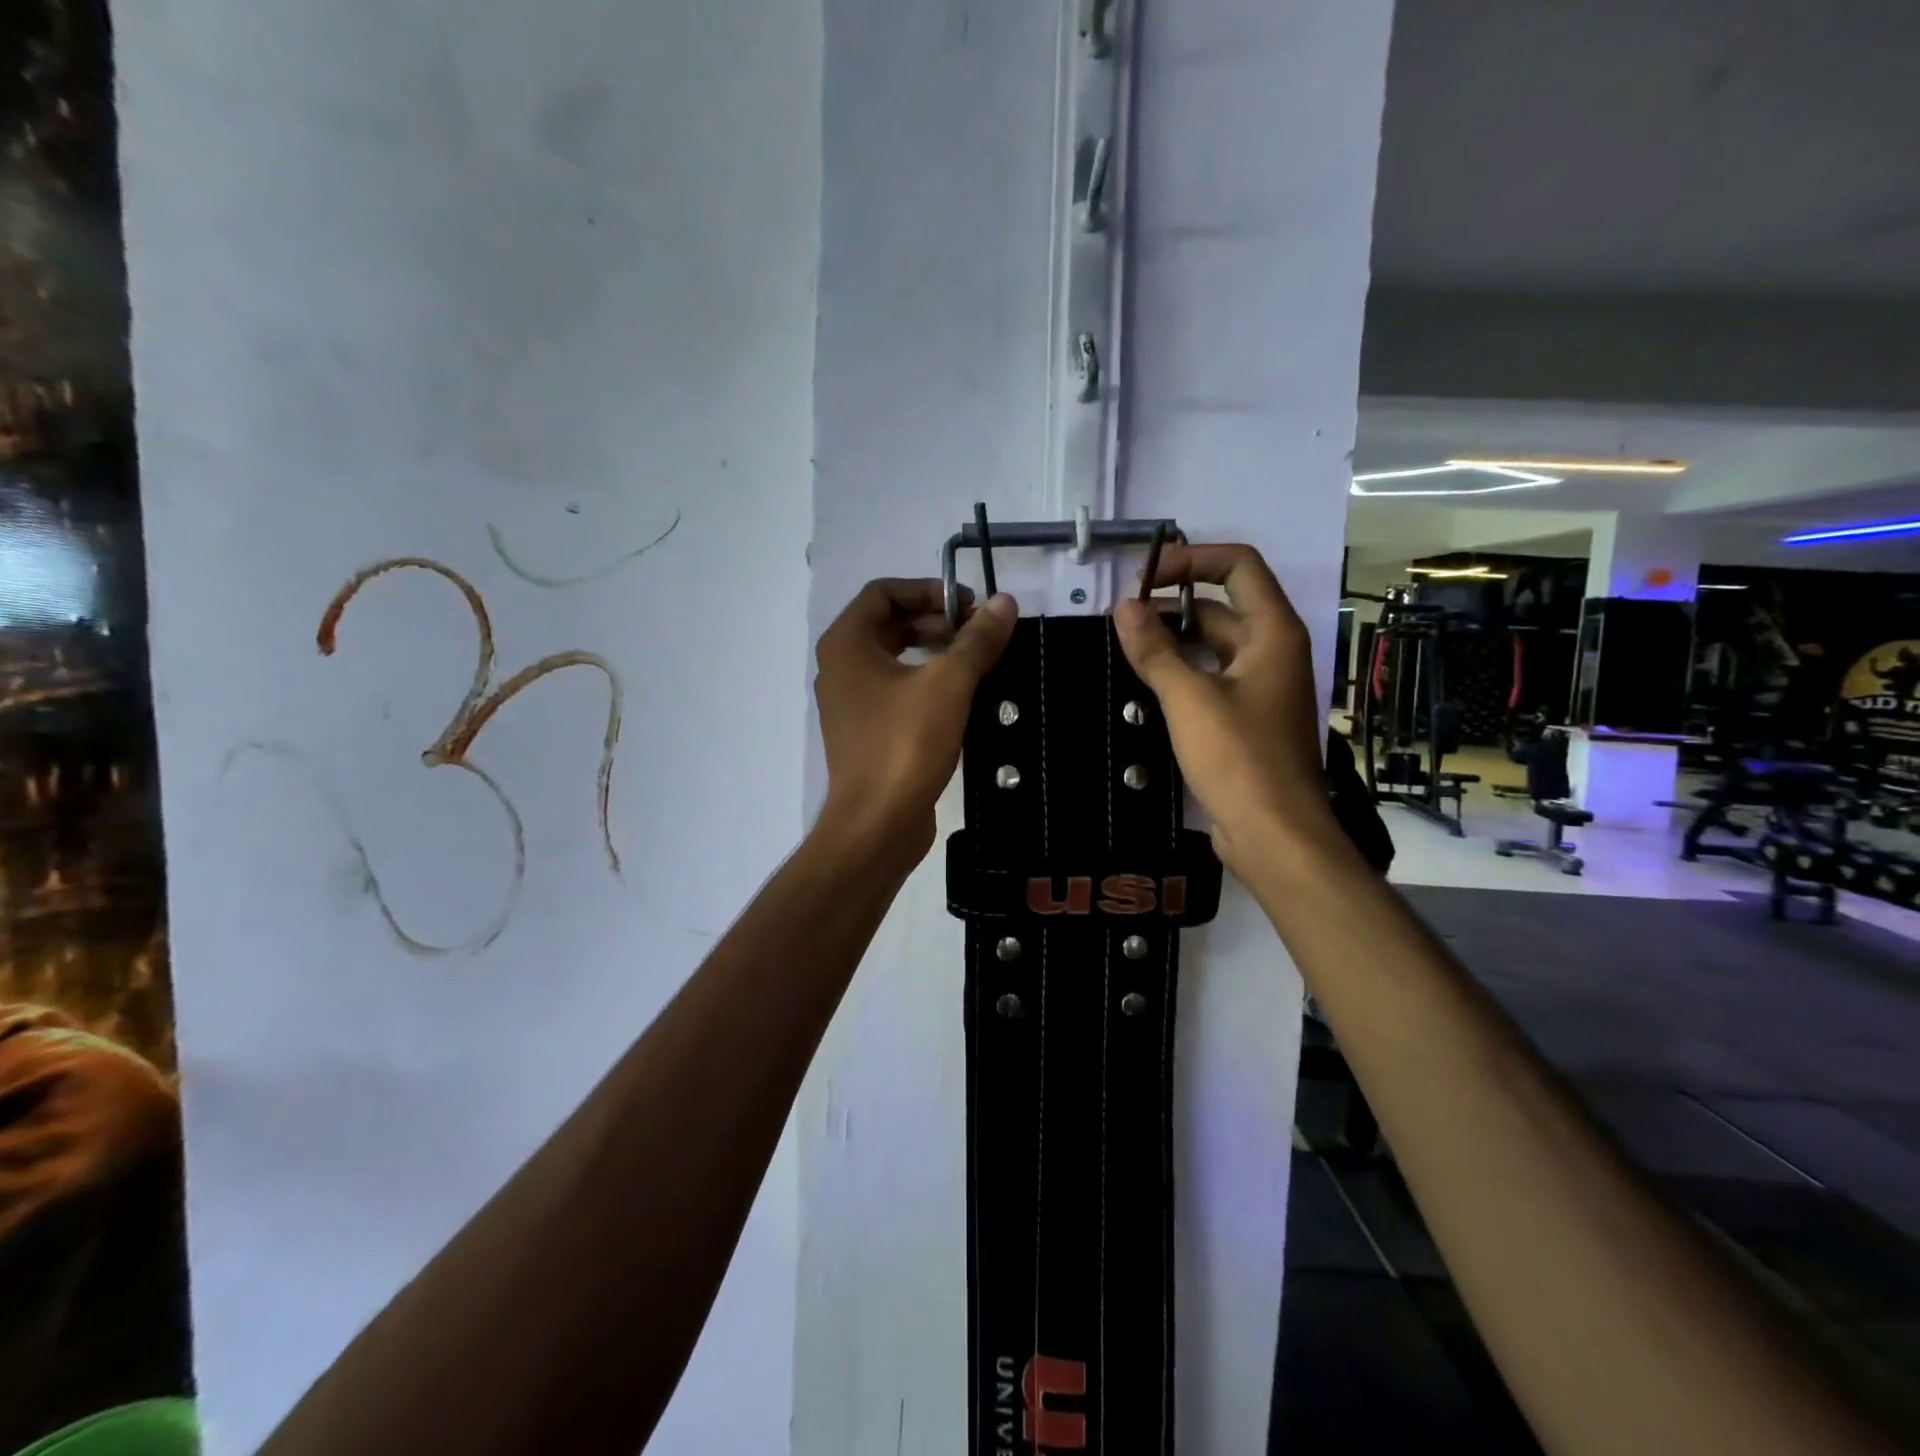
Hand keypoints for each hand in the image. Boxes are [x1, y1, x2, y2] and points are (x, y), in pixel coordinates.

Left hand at [814, 579, 1017, 861]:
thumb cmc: (906, 744)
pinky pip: (894, 690)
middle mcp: (840, 667)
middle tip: (977, 635)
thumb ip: (977, 639)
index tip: (969, 607)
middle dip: (935, 621)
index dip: (929, 590)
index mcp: (846, 643)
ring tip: (975, 663)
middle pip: (888, 623)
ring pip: (893, 658)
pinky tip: (960, 698)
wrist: (877, 823)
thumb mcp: (949, 684)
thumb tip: (1005, 602)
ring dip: (933, 652)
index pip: (884, 592)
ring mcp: (850, 702)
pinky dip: (924, 682)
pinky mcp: (865, 732)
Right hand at [1113, 543, 1335, 873]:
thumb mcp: (1189, 699)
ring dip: (1172, 639)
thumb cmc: (1239, 758)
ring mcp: (1260, 686)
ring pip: (1212, 645)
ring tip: (1123, 646)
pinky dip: (1180, 672)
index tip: (1144, 577)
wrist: (1274, 834)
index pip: (1238, 566)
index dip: (1192, 559)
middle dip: (1172, 603)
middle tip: (1120, 617)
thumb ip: (1155, 650)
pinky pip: (1210, 678)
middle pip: (1222, 605)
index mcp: (1272, 632)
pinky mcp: (1246, 718)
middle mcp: (1272, 651)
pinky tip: (1143, 683)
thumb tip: (1124, 607)